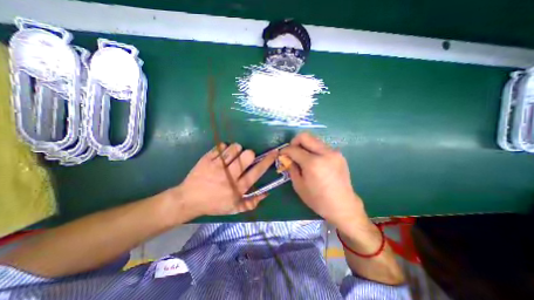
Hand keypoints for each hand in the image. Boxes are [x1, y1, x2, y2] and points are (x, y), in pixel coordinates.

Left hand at [171, 142, 276, 217]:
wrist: (188, 200)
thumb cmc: (214, 204)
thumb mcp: (234, 208)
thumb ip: (252, 202)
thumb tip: (266, 193)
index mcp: (238, 188)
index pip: (257, 171)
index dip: (268, 161)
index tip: (274, 152)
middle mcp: (229, 176)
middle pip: (247, 156)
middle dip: (249, 154)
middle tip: (244, 158)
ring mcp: (217, 166)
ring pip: (234, 148)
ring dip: (236, 150)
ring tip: (232, 156)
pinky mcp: (207, 159)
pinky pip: (221, 147)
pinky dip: (224, 148)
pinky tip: (221, 155)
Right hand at [281, 133, 369, 228]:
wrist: (343, 206)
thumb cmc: (318, 199)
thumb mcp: (299, 185)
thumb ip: (291, 168)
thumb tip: (287, 158)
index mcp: (313, 163)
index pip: (294, 149)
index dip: (285, 150)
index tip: (282, 154)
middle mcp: (325, 153)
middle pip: (305, 136)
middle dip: (295, 142)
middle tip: (292, 152)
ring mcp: (334, 152)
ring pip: (314, 140)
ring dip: (305, 146)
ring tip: (303, 157)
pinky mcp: (339, 155)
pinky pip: (322, 147)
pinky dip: (314, 150)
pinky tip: (314, 161)